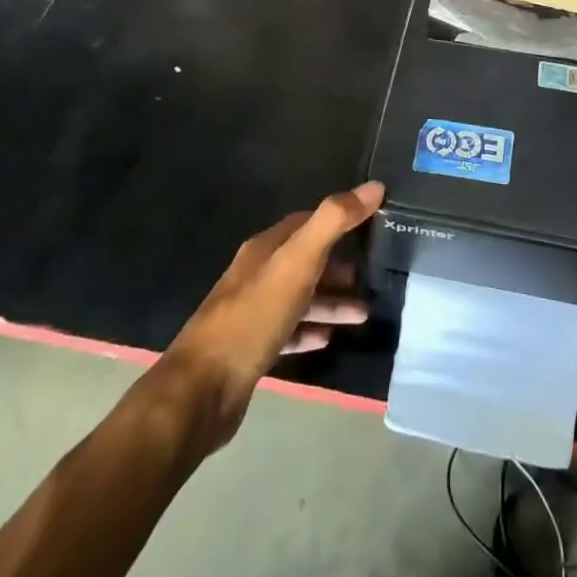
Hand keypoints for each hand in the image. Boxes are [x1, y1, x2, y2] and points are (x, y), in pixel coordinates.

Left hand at [159, 182, 383, 453]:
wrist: (202, 390)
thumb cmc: (254, 317)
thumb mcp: (298, 262)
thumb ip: (335, 221)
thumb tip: (374, 186)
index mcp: (264, 248)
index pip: (305, 222)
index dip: (337, 221)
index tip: (370, 227)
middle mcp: (256, 274)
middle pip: (304, 261)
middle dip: (337, 266)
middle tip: (370, 278)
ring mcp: (251, 313)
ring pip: (300, 298)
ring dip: (331, 302)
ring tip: (363, 314)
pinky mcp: (251, 349)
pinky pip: (289, 332)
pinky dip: (311, 331)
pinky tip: (329, 339)